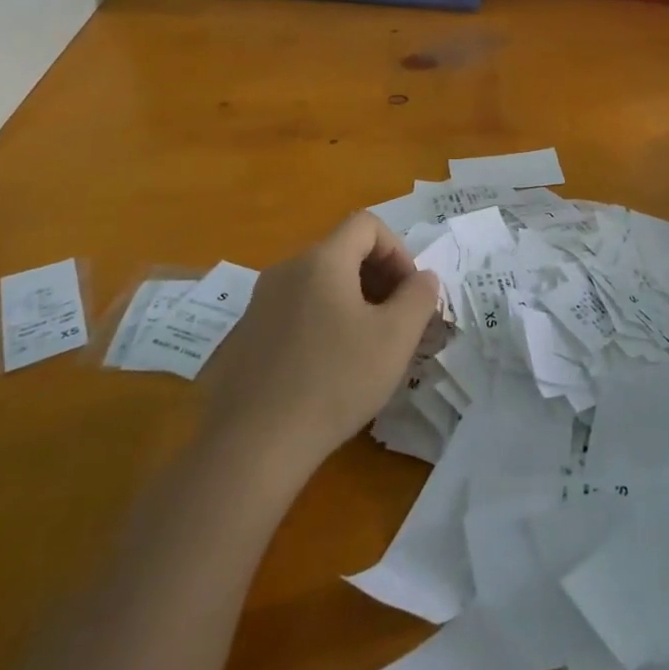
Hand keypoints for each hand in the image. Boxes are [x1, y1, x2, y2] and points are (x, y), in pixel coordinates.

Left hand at [199, 212, 440, 479]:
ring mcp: (260, 303)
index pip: (366, 224)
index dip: (397, 250)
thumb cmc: (334, 381)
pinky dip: (322, 323)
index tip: (409, 292)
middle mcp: (286, 270)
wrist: (252, 445)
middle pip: (342, 252)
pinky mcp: (245, 336)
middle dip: (379, 278)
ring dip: (352, 302)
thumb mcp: (395, 339)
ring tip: (367, 349)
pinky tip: (328, 371)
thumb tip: (422, 278)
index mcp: (321, 261)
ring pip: (318, 284)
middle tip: (397, 322)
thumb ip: (418, 297)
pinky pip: (295, 312)